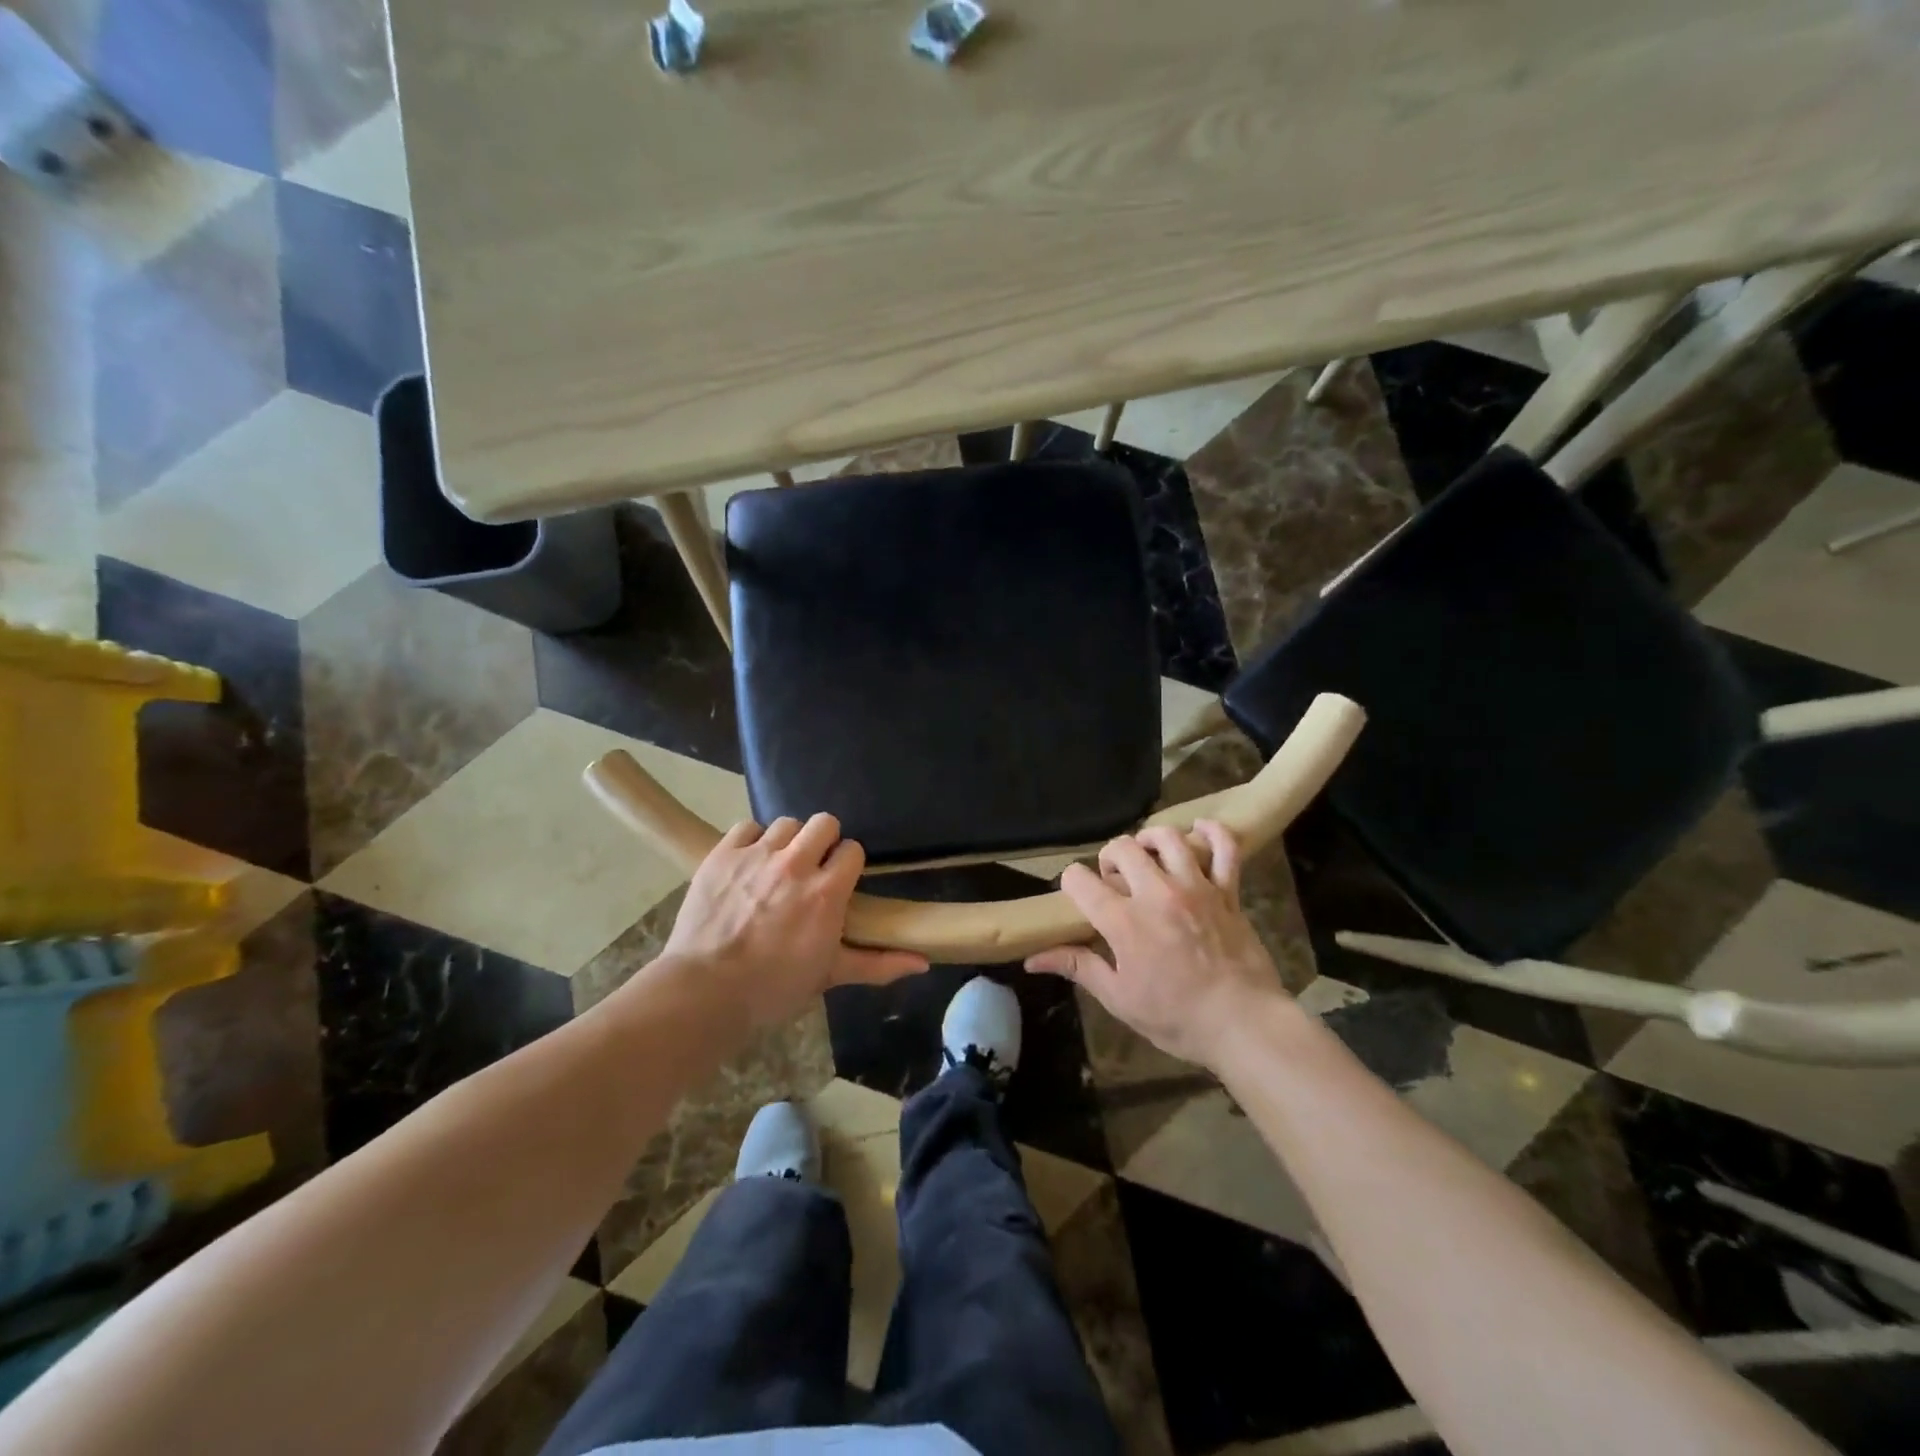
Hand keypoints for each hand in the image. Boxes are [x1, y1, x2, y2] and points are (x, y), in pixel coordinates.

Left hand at [659, 813, 927, 1027]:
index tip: (838, 881)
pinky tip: (748, 863)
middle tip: (811, 868)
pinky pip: (747, 827)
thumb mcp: (829, 976)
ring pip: (785, 823)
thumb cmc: (773, 988)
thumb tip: (923, 962)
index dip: (847, 863)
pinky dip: (751, 841)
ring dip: (787, 841)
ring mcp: (757, 855)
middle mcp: (796, 864)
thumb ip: (877, 963)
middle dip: (823, 841)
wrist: (704, 992)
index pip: (852, 849)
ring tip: (777, 866)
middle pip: (824, 823)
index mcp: (827, 892)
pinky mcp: (723, 854)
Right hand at [1026, 821, 1285, 1068]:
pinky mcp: (1227, 891)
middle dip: (1109, 858)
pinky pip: (1225, 848)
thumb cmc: (1176, 1017)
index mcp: (1124, 921)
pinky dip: (1213, 832)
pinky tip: (1199, 830)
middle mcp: (1157, 893)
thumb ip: (1078, 967)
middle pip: (1122, 847)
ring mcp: (1196, 888)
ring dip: (1150, 839)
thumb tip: (1032, 959)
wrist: (1243, 1025)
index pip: (1080, 880)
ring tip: (1147, 856)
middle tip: (1115, 881)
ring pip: (1168, 838)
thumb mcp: (1119, 998)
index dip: (1071, 883)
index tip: (1078, 896)